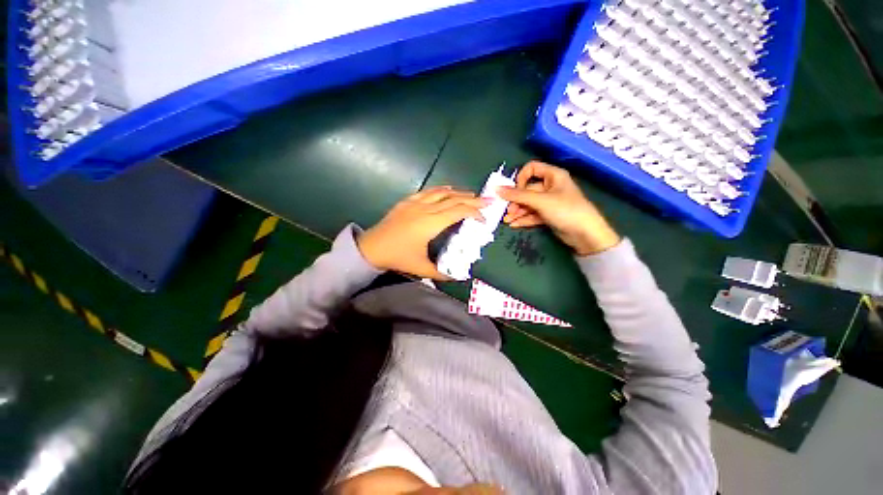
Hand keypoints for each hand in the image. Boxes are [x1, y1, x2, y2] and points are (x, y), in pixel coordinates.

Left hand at [358, 186, 487, 278]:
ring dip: (459, 193)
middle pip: (454, 200)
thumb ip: (442, 273)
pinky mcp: (407, 201)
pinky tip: (448, 190)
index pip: (459, 212)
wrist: (371, 247)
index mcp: (431, 224)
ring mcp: (415, 203)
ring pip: (442, 193)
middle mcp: (425, 209)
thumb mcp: (421, 268)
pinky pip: (428, 191)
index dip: (474, 213)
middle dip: (473, 200)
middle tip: (487, 200)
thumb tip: (460, 276)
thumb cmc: (397, 257)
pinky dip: (441, 189)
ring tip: (472, 195)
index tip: (484, 219)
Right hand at [497, 161, 619, 255]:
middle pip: (527, 190)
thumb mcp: (540, 201)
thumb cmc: (566, 210)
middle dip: (516, 201)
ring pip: (528, 204)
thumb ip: (517, 195)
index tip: (515, 191)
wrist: (586, 234)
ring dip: (517, 211)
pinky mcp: (549, 215)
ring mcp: (549, 202)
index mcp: (553, 176)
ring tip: (507, 220)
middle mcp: (551, 186)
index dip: (521, 178)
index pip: (532, 169)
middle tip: (507, 211)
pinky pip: (532, 214)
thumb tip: (496, 189)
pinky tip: (514, 224)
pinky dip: (523, 218)